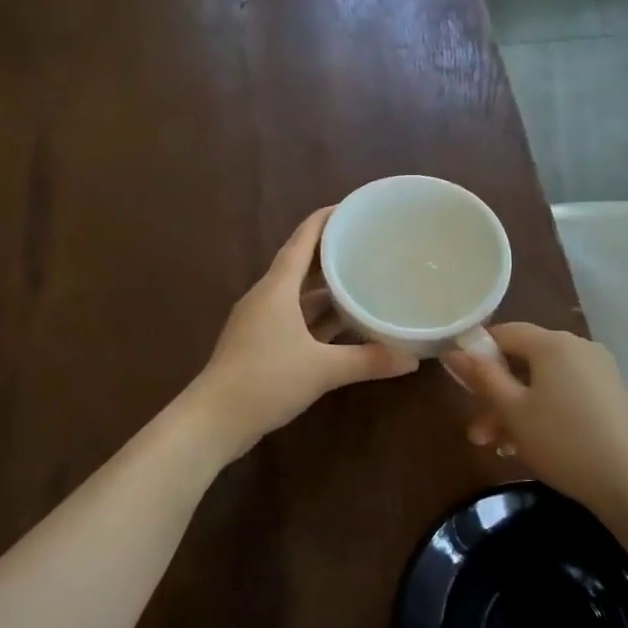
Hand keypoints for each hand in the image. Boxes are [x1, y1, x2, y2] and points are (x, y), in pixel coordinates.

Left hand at [195, 207, 417, 457]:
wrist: (214, 420)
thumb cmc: (266, 380)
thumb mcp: (322, 369)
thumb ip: (368, 360)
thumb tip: (412, 358)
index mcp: (277, 288)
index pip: (302, 239)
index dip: (326, 219)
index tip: (354, 207)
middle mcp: (267, 297)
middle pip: (301, 264)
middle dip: (332, 252)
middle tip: (368, 244)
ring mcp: (261, 321)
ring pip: (298, 294)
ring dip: (326, 288)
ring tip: (362, 279)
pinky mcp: (260, 344)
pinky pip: (295, 318)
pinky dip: (318, 317)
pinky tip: (343, 324)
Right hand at [444, 323, 627, 511]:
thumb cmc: (562, 441)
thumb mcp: (513, 411)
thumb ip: (482, 377)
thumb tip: (453, 351)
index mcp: (553, 343)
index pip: (505, 332)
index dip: (478, 352)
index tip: (459, 382)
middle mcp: (579, 348)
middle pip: (524, 363)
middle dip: (495, 396)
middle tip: (477, 433)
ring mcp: (599, 373)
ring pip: (544, 385)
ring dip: (516, 412)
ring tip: (499, 448)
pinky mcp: (612, 398)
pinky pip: (566, 397)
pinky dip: (544, 415)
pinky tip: (530, 448)